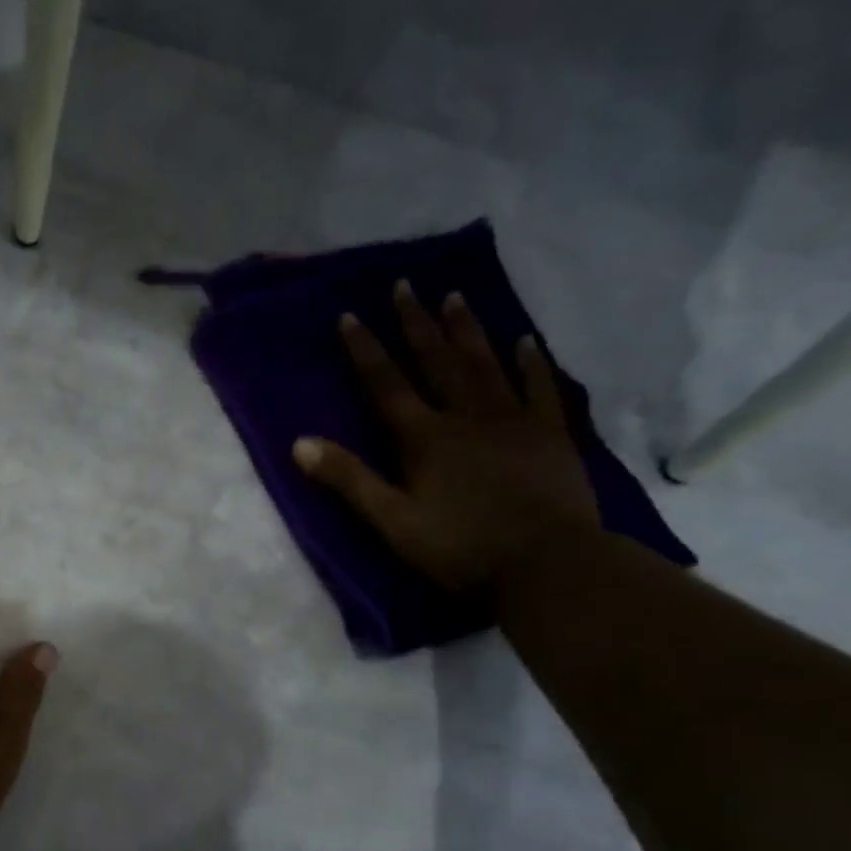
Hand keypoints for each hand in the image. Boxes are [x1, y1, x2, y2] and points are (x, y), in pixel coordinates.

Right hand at [292, 282, 599, 595]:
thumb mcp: (391, 521)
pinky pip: (540, 386)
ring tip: (454, 296)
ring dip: (466, 330)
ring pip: (485, 364)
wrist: (546, 564)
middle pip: (436, 361)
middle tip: (405, 285)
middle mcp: (466, 416)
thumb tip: (299, 443)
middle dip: (416, 324)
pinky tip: (525, 339)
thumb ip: (348, 480)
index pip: (387, 385)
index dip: (366, 350)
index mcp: (424, 438)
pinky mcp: (551, 434)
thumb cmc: (459, 548)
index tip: (351, 314)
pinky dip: (531, 361)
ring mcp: (513, 421)